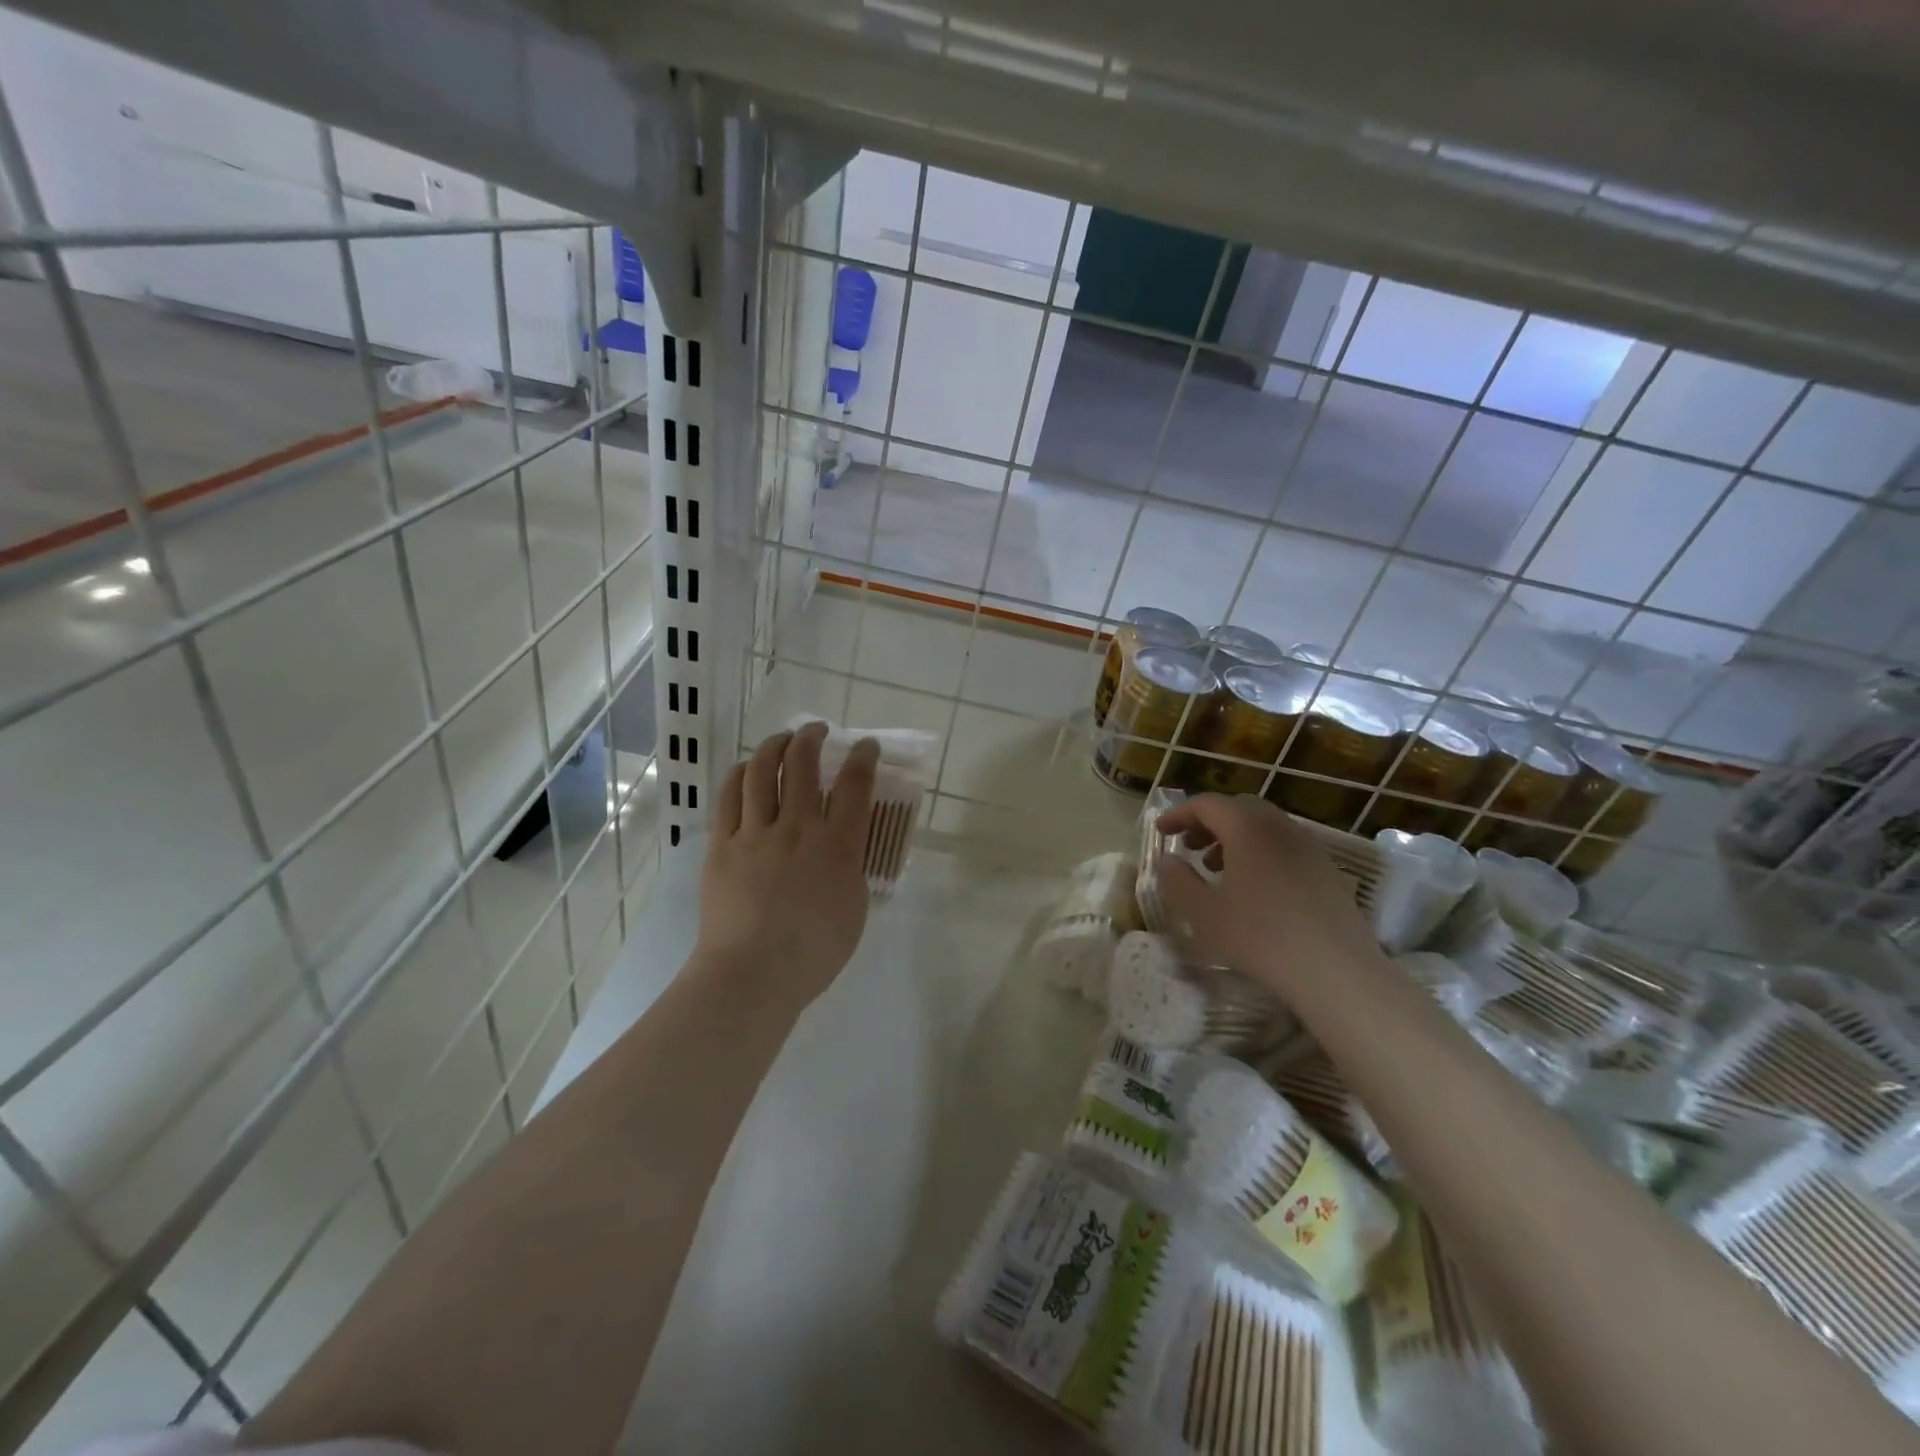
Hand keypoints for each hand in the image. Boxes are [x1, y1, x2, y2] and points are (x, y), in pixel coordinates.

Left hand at [694, 723, 879, 1010]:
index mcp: (838, 846)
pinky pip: (729, 796)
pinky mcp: (722, 844)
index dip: (863, 756)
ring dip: (774, 745)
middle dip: (812, 737)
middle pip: (804, 765)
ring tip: (782, 739)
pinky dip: (740, 774)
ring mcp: (756, 833)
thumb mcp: (854, 910)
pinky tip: (746, 768)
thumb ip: (851, 871)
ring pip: (763, 771)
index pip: (856, 785)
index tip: (866, 745)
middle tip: (817, 730)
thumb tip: (844, 851)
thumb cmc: (814, 953)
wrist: (753, 975)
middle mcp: (798, 828)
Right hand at [1156, 793, 1381, 999]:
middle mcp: (1280, 827)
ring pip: (1264, 826)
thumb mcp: (1202, 912)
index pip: (1207, 804)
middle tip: (1188, 845)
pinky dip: (1260, 852)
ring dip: (1235, 838)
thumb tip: (1169, 861)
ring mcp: (1309, 847)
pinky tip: (1254, 888)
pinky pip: (1285, 846)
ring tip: (1217, 868)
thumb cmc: (1259, 937)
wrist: (1335, 971)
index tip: (1160, 831)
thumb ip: (1177, 880)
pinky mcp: (1327, 871)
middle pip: (1238, 808)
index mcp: (1248, 828)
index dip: (1179, 813)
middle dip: (1209, 822)